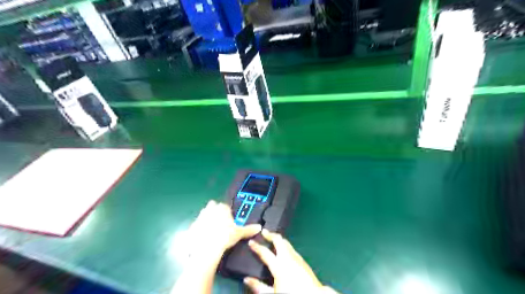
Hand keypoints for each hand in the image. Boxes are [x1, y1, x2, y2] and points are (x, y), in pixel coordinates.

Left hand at [188, 200, 261, 259]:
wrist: (207, 248)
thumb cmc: (225, 236)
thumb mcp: (239, 233)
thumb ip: (249, 229)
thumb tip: (260, 227)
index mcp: (222, 208)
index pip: (225, 206)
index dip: (227, 212)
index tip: (229, 219)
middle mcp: (210, 209)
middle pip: (212, 206)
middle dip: (215, 211)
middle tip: (220, 221)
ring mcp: (200, 217)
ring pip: (204, 213)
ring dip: (206, 218)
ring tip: (211, 229)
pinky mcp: (192, 226)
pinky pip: (196, 225)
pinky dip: (199, 229)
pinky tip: (202, 236)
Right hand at [245, 230, 324, 293]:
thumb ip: (258, 286)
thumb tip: (247, 279)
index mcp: (279, 265)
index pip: (265, 252)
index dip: (256, 246)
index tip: (251, 241)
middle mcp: (288, 258)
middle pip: (278, 240)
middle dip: (270, 234)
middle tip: (264, 232)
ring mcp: (297, 258)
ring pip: (286, 243)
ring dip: (279, 239)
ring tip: (272, 239)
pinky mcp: (303, 261)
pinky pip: (292, 249)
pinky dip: (285, 246)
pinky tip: (284, 250)